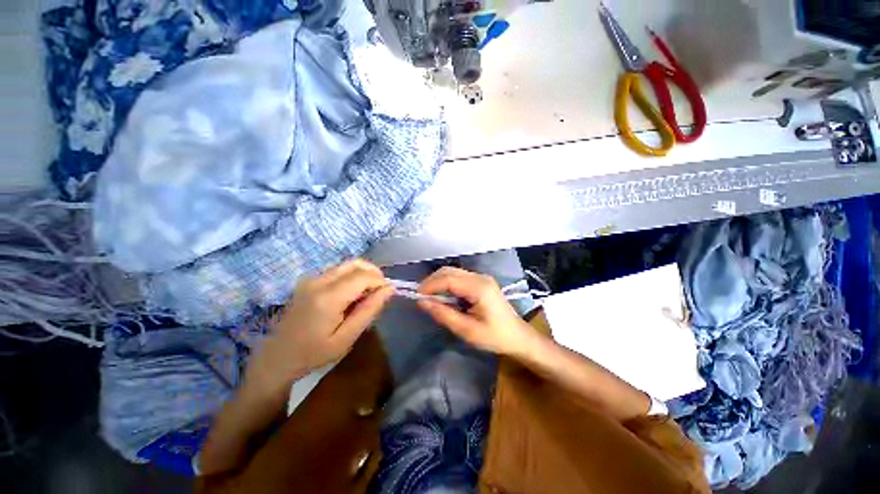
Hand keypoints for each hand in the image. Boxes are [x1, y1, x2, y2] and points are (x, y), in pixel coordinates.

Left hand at [244, 259, 393, 397]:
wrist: (277, 358)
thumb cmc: (314, 354)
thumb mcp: (347, 338)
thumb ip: (369, 310)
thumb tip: (389, 289)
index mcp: (328, 297)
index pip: (364, 276)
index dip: (380, 281)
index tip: (387, 294)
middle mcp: (319, 281)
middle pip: (356, 263)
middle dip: (374, 273)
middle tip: (380, 292)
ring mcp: (311, 278)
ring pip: (347, 264)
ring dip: (363, 274)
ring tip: (367, 294)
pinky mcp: (308, 280)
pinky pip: (337, 270)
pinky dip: (351, 276)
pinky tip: (351, 294)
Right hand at [417, 267, 537, 356]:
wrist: (518, 336)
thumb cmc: (494, 337)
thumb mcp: (467, 330)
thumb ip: (444, 314)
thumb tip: (422, 302)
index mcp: (479, 288)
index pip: (448, 279)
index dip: (430, 285)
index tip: (417, 296)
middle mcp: (480, 277)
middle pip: (449, 271)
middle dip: (432, 281)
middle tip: (421, 297)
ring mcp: (482, 277)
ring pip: (453, 272)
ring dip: (439, 282)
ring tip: (430, 297)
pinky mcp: (481, 281)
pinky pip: (459, 277)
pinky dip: (447, 284)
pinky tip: (444, 296)